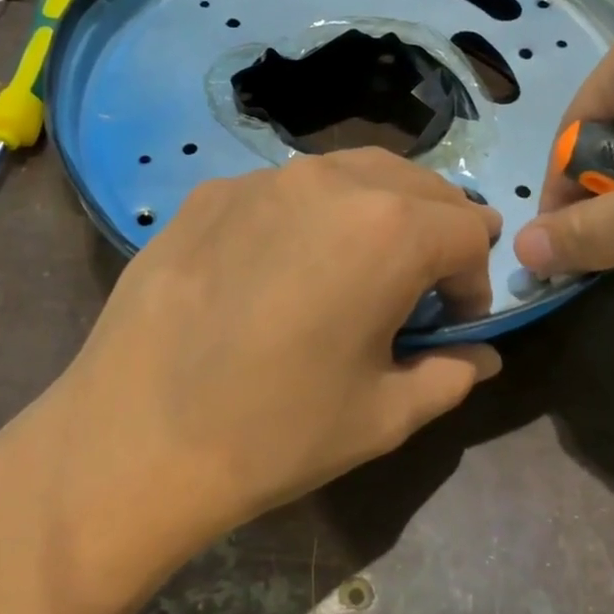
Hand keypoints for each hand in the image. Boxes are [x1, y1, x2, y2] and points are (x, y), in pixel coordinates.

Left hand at [43, 148, 501, 562]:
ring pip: (348, 174)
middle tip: (414, 288)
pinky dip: (307, 216)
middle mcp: (329, 182)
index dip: (473, 280)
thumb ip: (449, 375)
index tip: (450, 324)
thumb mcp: (382, 416)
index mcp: (388, 230)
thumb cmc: (275, 433)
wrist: (132, 439)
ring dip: (374, 212)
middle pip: (415, 184)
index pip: (468, 229)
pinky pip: (282, 190)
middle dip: (434, 231)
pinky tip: (277, 268)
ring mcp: (260, 180)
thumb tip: (480, 355)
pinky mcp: (208, 195)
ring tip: (354, 268)